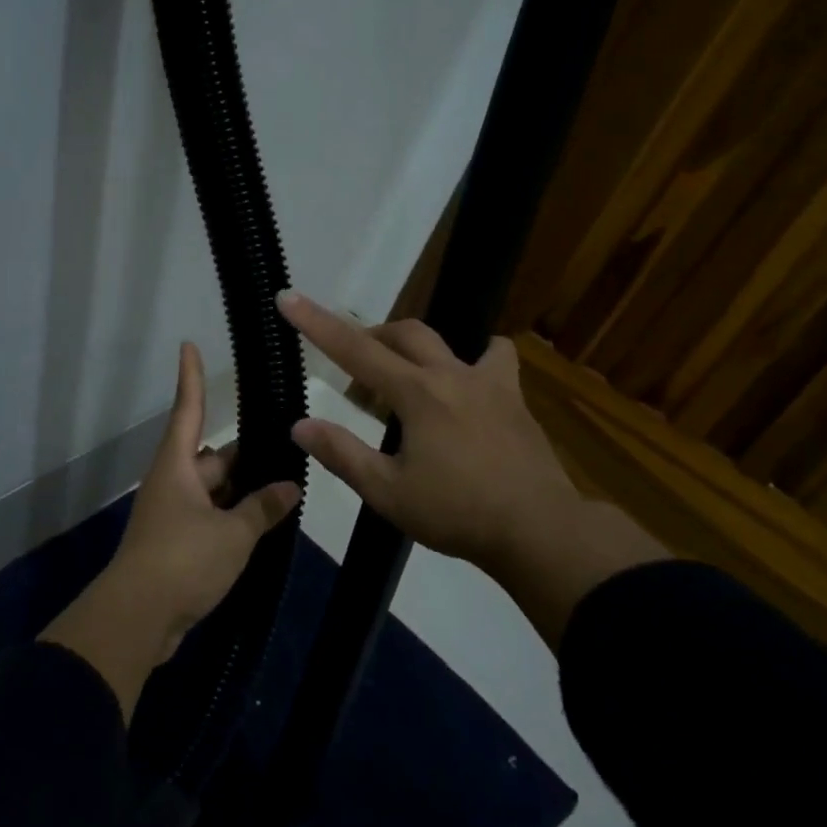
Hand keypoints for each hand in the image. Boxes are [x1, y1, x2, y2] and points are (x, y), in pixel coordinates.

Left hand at [40, 341, 300, 717]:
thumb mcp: (232, 534)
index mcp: (177, 467)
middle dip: (245, 455)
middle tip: (286, 446)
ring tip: (286, 487)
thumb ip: (262, 509)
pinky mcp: (177, 545)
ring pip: (214, 491)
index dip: (191, 378)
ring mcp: (173, 516)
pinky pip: (211, 520)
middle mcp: (173, 484)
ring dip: (243, 492)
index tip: (188, 345)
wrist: (138, 619)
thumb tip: (289, 488)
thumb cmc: (182, 560)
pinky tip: (264, 525)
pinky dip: (234, 519)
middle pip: (212, 458)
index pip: (187, 410)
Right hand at [275, 290, 663, 645]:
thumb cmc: (457, 513)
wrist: (538, 529)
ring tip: (403, 377)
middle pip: (402, 334)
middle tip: (353, 372)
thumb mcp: (388, 493)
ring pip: (444, 340)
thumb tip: (299, 425)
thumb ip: (342, 455)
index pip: (355, 349)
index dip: (317, 323)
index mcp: (416, 394)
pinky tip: (467, 380)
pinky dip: (475, 357)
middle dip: (369, 338)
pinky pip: (494, 358)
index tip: (288, 297)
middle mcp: (450, 374)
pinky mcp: (513, 397)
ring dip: (413, 347)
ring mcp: (488, 382)